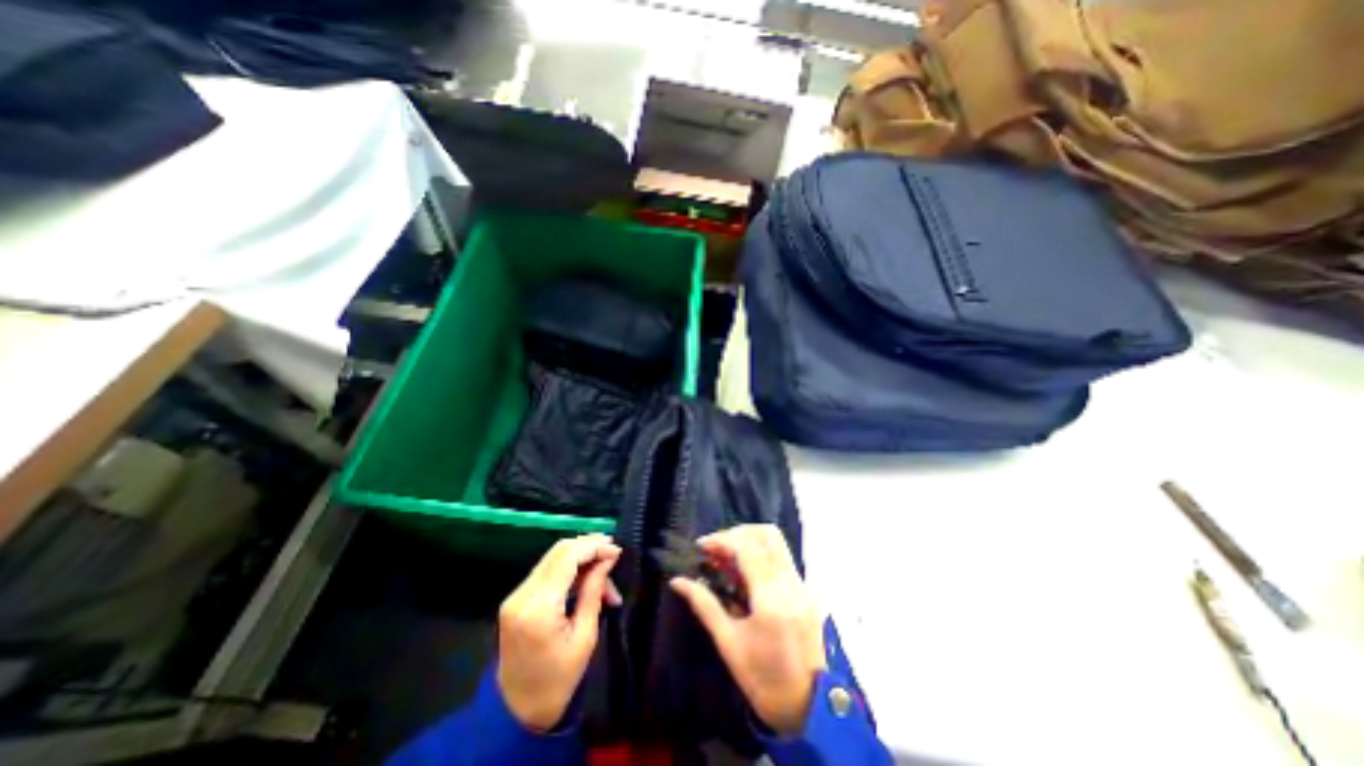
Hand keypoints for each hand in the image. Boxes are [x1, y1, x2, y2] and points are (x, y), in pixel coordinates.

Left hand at [500, 534, 620, 730]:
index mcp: (539, 607)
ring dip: (581, 557)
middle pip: (559, 551)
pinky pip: (547, 571)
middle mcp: (522, 594)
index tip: (618, 550)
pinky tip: (588, 577)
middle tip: (613, 552)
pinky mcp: (517, 599)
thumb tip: (607, 559)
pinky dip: (570, 569)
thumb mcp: (585, 637)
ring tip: (605, 570)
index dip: (594, 546)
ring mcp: (516, 595)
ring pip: (553, 558)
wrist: (518, 711)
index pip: (567, 557)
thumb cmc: (559, 680)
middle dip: (589, 546)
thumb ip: (594, 591)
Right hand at [669, 524, 825, 733]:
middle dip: (736, 533)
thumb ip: (704, 605)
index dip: (721, 539)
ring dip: (750, 540)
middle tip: (716, 549)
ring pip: (776, 541)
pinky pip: (782, 557)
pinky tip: (745, 572)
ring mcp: (802, 584)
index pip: (746, 547)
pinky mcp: (806, 589)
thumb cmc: (763, 679)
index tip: (702, 546)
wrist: (810, 708)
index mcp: (770, 597)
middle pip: (765, 534)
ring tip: (728, 557)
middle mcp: (790, 582)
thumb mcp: (728, 644)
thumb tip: (677, 581)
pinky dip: (761, 553)